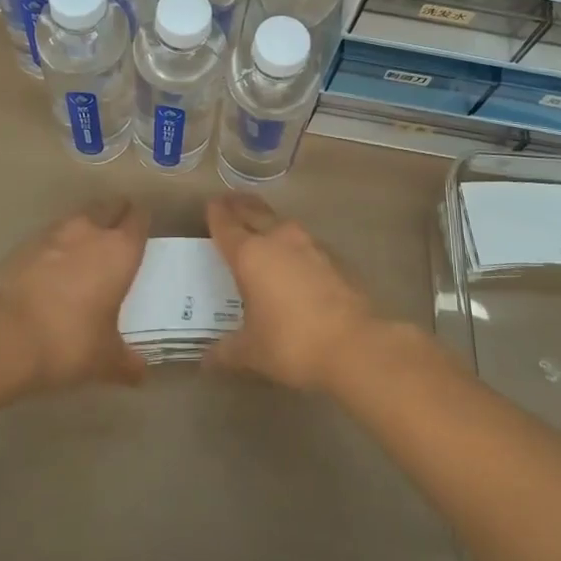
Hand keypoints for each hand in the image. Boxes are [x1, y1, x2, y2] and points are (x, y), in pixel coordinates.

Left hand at [0, 199, 149, 388]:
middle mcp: (91, 231)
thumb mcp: (106, 359)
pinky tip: (51, 270)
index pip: (139, 219)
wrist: (7, 336)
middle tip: (116, 237)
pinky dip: (55, 247)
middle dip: (115, 216)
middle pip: (109, 206)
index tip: (142, 235)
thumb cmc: (71, 341)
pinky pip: (49, 237)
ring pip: (78, 218)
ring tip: (84, 253)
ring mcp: (55, 233)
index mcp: (120, 250)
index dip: (142, 223)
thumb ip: (127, 362)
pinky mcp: (25, 244)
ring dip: (84, 228)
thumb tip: (141, 373)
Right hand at [204, 195, 377, 391]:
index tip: (211, 205)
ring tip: (260, 227)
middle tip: (230, 202)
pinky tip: (294, 258)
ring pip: (281, 223)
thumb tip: (207, 358)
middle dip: (240, 206)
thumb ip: (227, 350)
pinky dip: (292, 243)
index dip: (216, 214)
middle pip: (254, 212)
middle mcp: (278, 239)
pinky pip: (304, 241)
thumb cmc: (292, 343)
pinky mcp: (333, 256)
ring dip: (267, 221)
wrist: (354, 343)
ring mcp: (309, 244)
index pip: (227, 225)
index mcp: (250, 254)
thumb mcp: (252, 352)